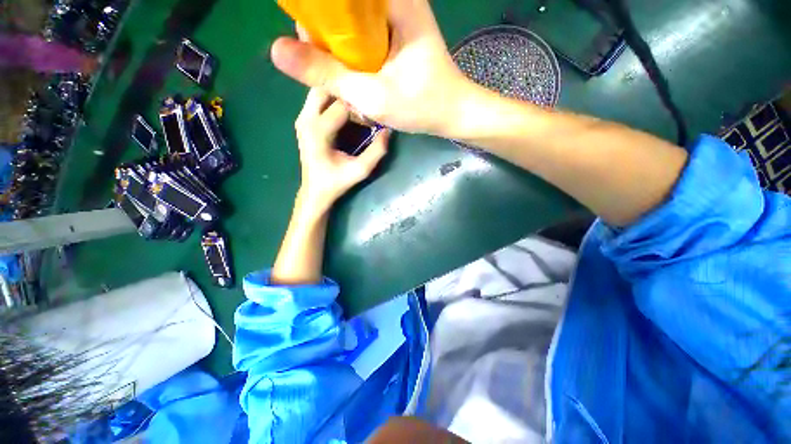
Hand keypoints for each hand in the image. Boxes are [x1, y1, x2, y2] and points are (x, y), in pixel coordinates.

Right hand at [271, 0, 476, 137]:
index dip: (315, 14)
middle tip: (327, 69)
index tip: (306, 39)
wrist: (453, 114)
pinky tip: (356, 79)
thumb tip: (277, 50)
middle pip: (341, 11)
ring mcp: (395, 19)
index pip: (337, 1)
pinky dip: (353, 58)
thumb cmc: (421, 105)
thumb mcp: (371, 95)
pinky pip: (362, 38)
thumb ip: (327, 74)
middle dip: (326, 39)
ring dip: (339, 52)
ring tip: (343, 80)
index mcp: (392, 3)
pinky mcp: (395, 36)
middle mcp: (393, 3)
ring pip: (349, 26)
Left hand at [295, 88, 388, 212]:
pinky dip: (331, 100)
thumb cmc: (336, 182)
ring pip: (319, 91)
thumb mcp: (360, 170)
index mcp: (318, 131)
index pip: (342, 105)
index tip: (373, 115)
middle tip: (364, 102)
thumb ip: (376, 151)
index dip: (360, 106)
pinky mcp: (302, 121)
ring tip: (356, 104)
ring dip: (338, 94)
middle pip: (325, 88)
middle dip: (347, 92)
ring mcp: (301, 119)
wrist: (315, 191)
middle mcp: (306, 120)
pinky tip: (346, 109)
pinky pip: (317, 100)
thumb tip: (388, 130)